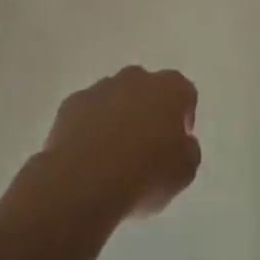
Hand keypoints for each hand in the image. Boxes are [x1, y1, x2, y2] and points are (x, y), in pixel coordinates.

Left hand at [39, 67, 201, 220]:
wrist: (84, 181)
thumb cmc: (145, 174)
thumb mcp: (185, 171)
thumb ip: (188, 150)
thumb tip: (182, 143)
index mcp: (170, 88)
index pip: (185, 93)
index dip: (184, 117)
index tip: (179, 141)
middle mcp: (136, 78)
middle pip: (148, 89)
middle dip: (149, 111)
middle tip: (147, 146)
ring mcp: (100, 88)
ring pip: (115, 98)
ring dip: (118, 117)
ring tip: (114, 154)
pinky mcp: (71, 104)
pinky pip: (87, 112)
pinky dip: (90, 127)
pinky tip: (89, 156)